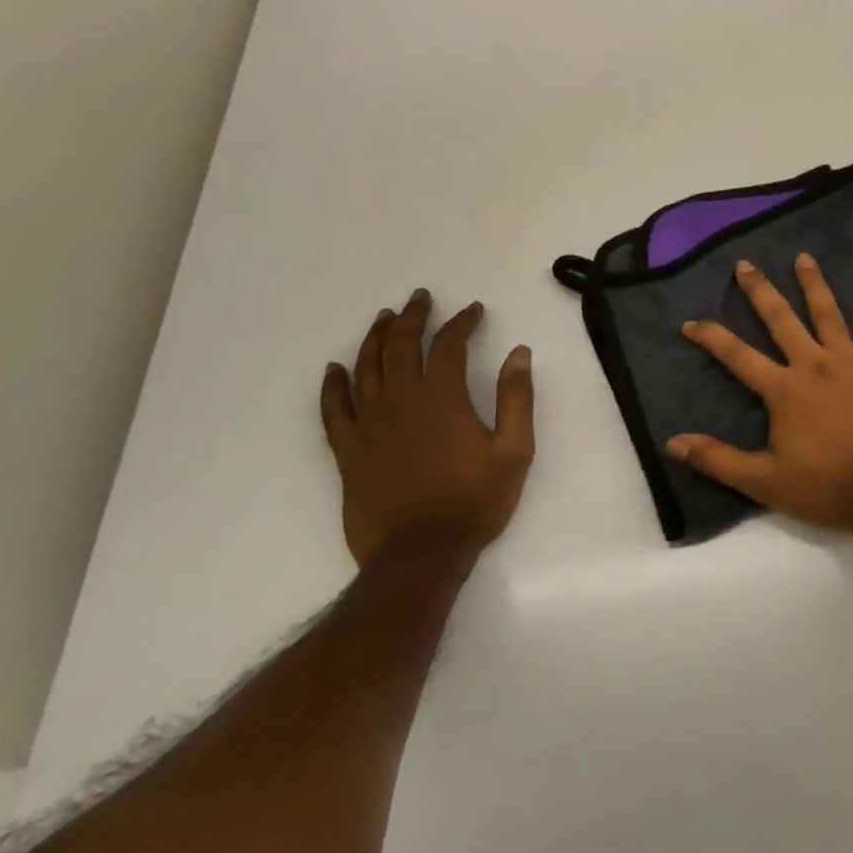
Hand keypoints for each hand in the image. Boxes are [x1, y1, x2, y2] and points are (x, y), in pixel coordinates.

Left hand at [321, 290, 535, 566]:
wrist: (420, 554)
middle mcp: (401, 400)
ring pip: (366, 367)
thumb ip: (517, 398)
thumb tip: (519, 353)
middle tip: (420, 298)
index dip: (462, 322)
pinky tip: (334, 369)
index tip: (473, 310)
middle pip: (400, 345)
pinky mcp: (347, 449)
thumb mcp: (515, 449)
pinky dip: (332, 385)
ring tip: (384, 318)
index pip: (449, 344)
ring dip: (375, 337)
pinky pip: (333, 408)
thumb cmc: (474, 500)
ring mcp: (369, 423)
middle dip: (412, 316)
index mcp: (442, 397)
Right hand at [670, 256, 852, 540]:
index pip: (738, 356)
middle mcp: (814, 365)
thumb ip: (718, 459)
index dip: (712, 337)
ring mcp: (851, 364)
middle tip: (745, 264)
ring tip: (804, 258)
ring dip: (815, 285)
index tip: (691, 322)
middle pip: (782, 320)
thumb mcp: (763, 482)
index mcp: (784, 389)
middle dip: (760, 291)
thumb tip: (673, 442)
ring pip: (829, 315)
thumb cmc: (824, 487)